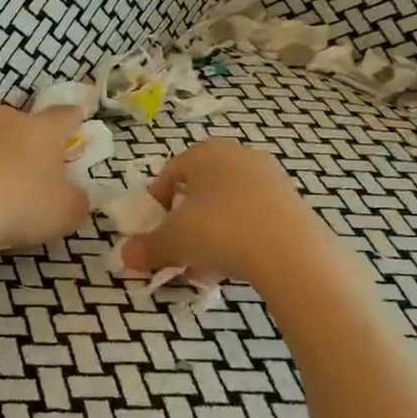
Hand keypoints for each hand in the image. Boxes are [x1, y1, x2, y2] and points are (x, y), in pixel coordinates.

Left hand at [0, 103, 89, 251]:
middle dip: (28, 141)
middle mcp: (7, 119)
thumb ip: (76, 200)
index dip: (74, 117)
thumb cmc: (19, 204)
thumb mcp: (64, 212)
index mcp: (43, 129)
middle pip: (23, 124)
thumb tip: (75, 194)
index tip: (78, 115)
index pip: (64, 115)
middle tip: (32, 168)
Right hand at [120, 140, 332, 282]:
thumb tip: (124, 256)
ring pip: (228, 204)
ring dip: (212, 230)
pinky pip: (254, 215)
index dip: (157, 201)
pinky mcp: (292, 201)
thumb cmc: (220, 231)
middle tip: (180, 247)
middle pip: (201, 188)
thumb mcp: (173, 241)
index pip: (170, 172)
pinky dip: (240, 235)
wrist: (291, 251)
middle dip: (186, 219)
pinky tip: (237, 263)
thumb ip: (146, 247)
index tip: (155, 228)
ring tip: (207, 263)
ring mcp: (269, 177)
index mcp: (205, 154)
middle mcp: (238, 156)